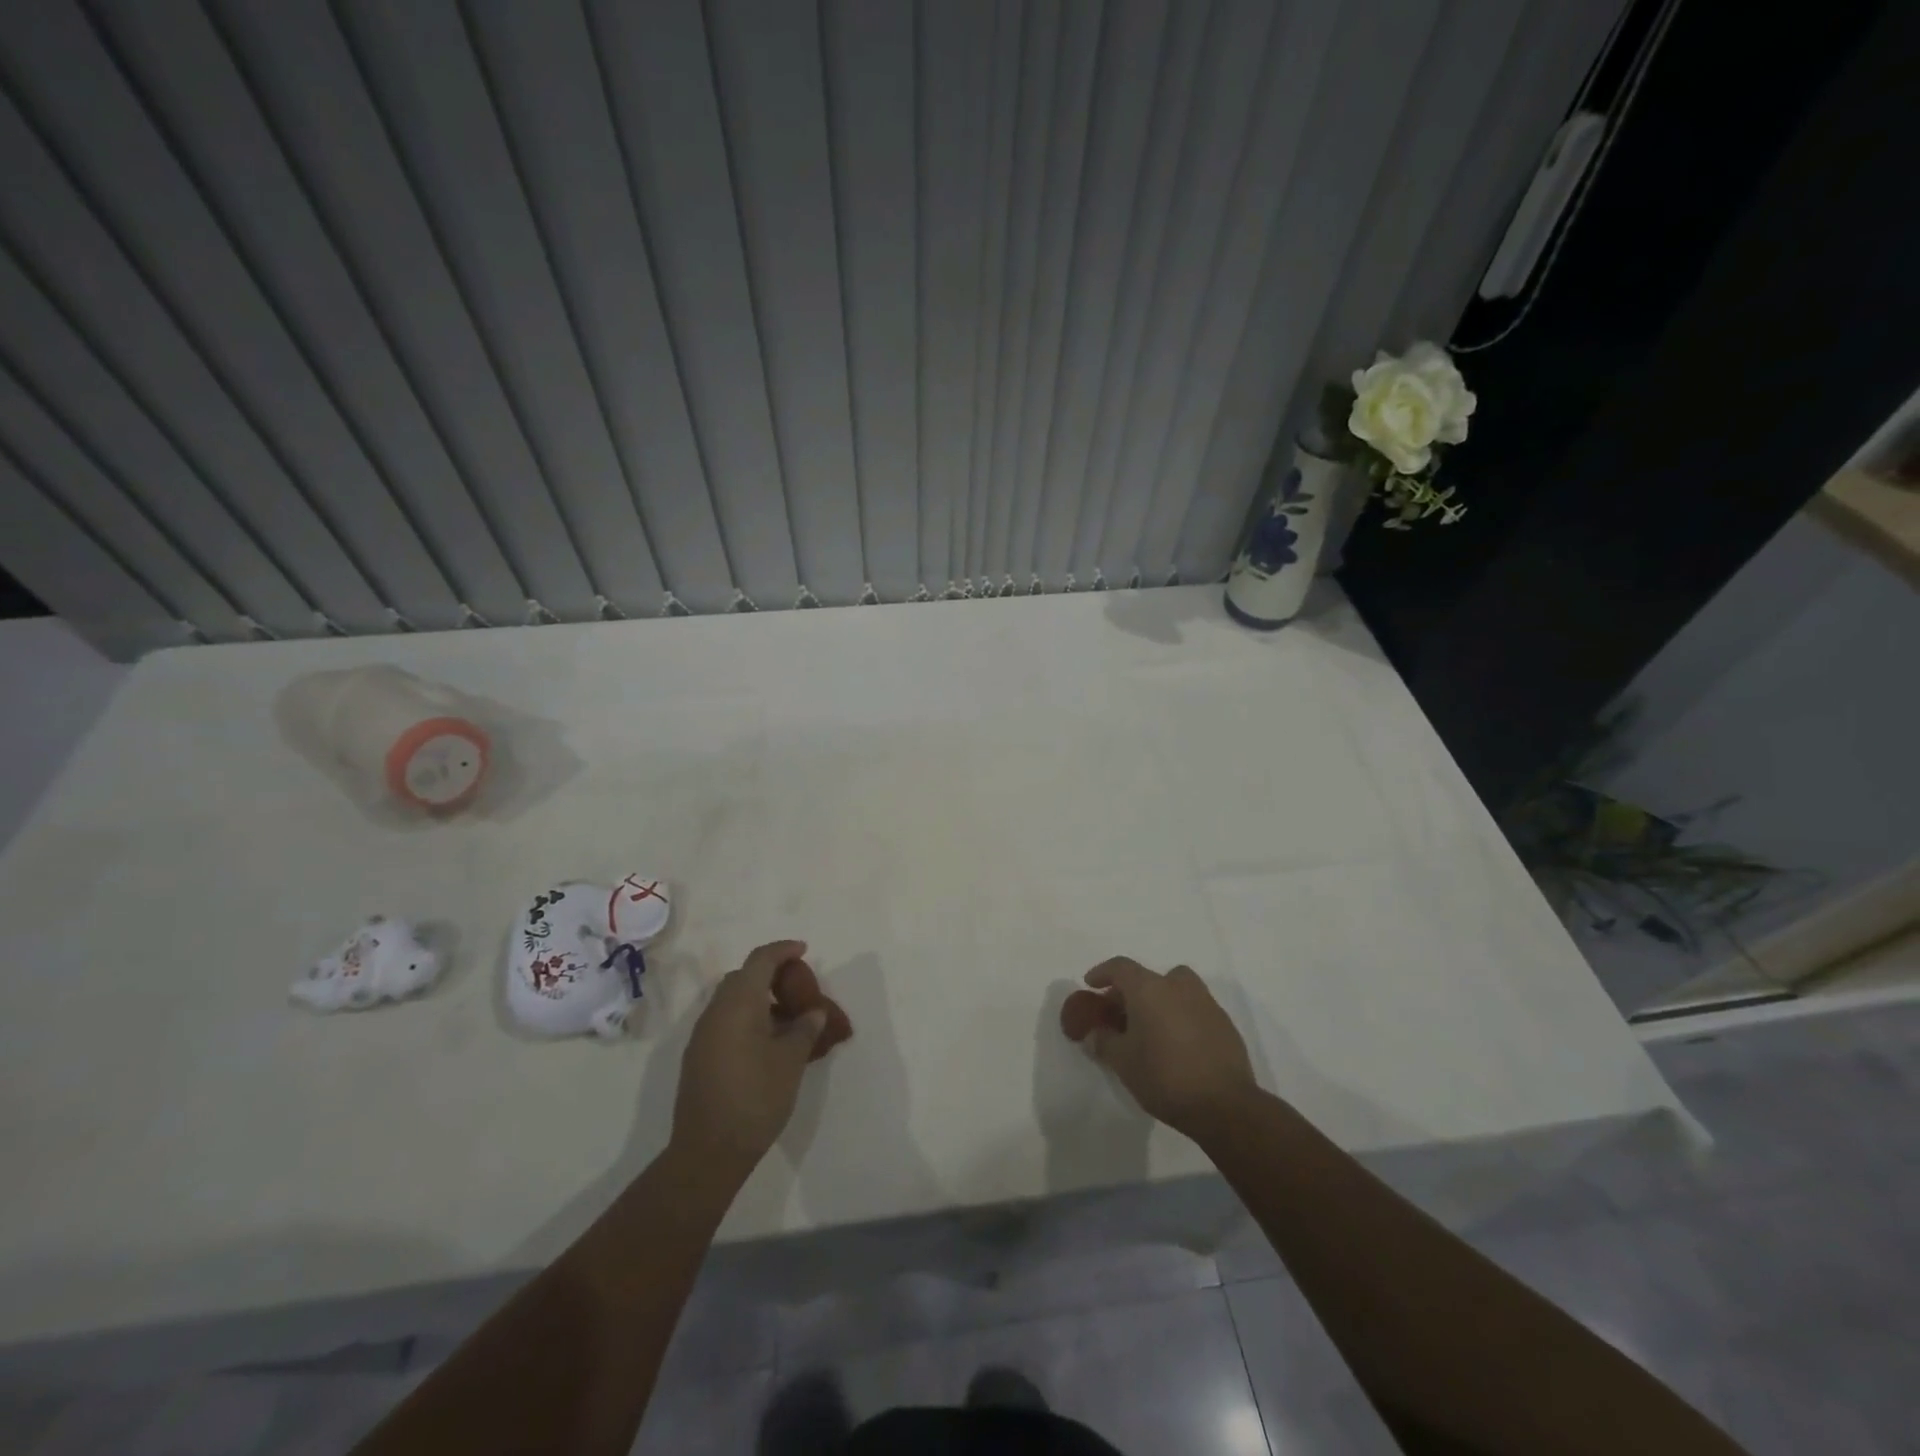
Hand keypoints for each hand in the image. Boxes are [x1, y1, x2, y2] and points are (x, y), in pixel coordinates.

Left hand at [671, 940, 835, 1178]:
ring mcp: (702, 1035)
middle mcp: (715, 1012)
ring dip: (758, 998)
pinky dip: (746, 1018)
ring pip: (732, 1000)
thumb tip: (813, 1011)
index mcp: (738, 1004)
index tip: (804, 950)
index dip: (783, 950)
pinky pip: (725, 1021)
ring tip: (787, 1017)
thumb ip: (805, 1028)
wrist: (708, 1151)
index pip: (760, 960)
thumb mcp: (791, 1060)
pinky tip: (767, 1042)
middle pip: (743, 977)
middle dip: (770, 974)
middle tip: (797, 987)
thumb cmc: (756, 1097)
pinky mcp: (698, 1057)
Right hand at [1069, 958, 1257, 1139]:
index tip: (1091, 984)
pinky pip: (1195, 1009)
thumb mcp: (1122, 1062)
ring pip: (1177, 989)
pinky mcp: (1224, 1024)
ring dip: (1160, 1000)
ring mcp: (1206, 1003)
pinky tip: (1176, 1044)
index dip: (1102, 973)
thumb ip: (1104, 1042)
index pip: (1121, 967)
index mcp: (1150, 989)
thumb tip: (1095, 1034)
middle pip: (1149, 977)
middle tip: (1120, 1013)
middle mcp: (1178, 987)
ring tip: (1150, 1027)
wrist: (1224, 1105)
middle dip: (1131, 991)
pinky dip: (1181, 1016)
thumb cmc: (1164, 1076)